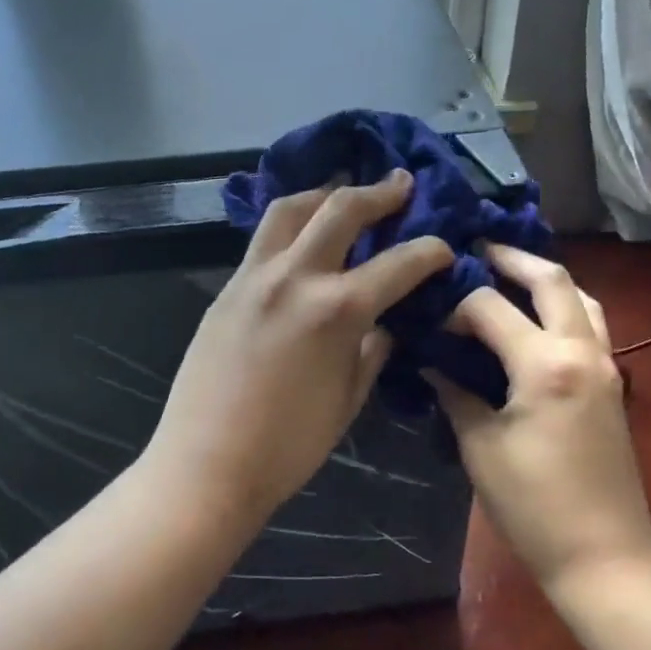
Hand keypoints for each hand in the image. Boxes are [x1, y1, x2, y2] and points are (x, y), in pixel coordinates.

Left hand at [147, 171, 453, 519]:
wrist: (206, 466)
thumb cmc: (288, 446)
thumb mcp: (348, 399)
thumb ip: (372, 350)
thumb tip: (386, 322)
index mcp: (336, 310)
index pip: (398, 264)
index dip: (430, 251)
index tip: (444, 247)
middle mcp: (295, 277)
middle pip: (340, 209)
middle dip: (378, 192)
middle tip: (400, 183)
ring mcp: (253, 277)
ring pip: (289, 209)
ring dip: (323, 194)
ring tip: (343, 193)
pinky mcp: (227, 289)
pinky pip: (262, 239)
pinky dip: (290, 225)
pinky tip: (302, 237)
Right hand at [427, 246, 650, 591]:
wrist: (603, 555)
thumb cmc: (533, 506)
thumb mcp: (480, 447)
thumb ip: (455, 393)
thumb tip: (430, 361)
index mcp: (545, 364)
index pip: (489, 307)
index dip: (454, 305)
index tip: (428, 318)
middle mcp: (581, 350)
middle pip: (551, 279)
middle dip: (511, 258)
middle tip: (476, 250)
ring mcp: (605, 364)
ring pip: (581, 297)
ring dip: (545, 278)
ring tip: (508, 275)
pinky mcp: (611, 382)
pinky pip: (590, 323)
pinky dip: (562, 306)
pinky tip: (534, 319)